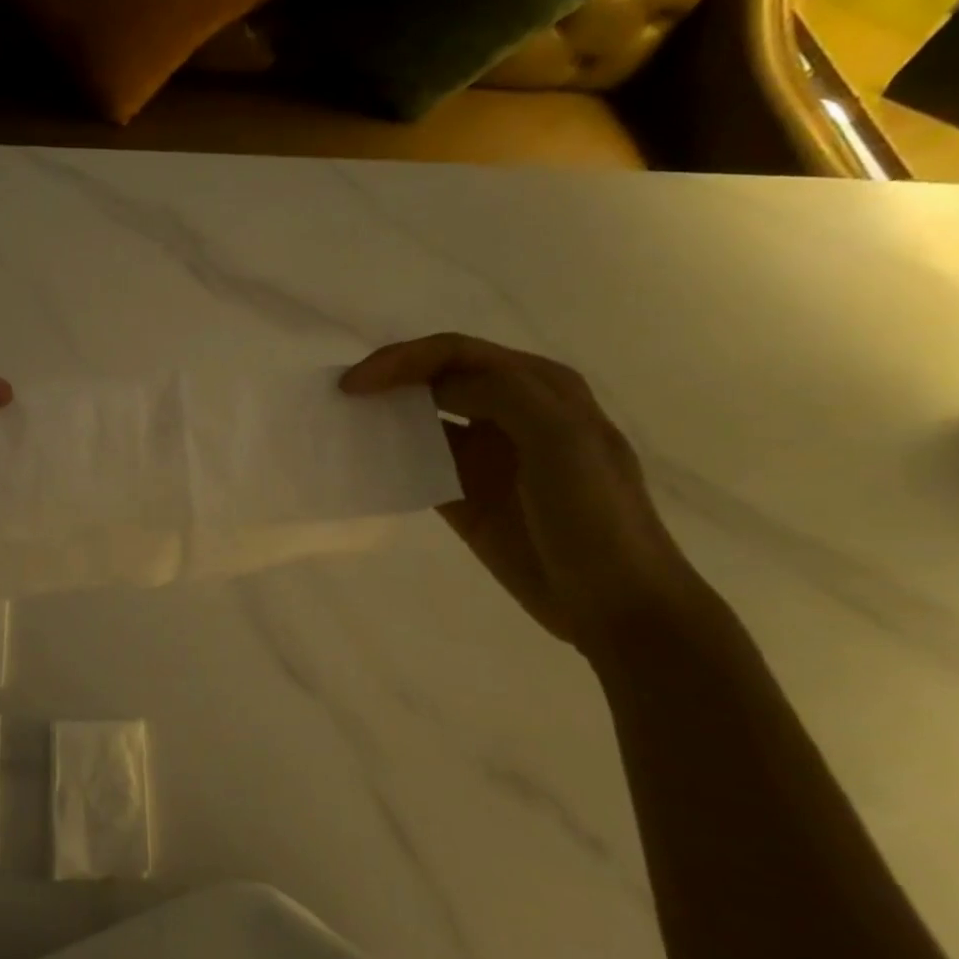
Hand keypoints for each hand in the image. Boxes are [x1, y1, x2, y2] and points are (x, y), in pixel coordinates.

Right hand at [342, 334, 704, 646]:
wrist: (616, 605)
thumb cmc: (595, 516)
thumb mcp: (561, 439)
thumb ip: (502, 394)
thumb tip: (432, 388)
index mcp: (538, 387)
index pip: (457, 353)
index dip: (403, 360)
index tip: (355, 385)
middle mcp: (509, 411)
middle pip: (437, 378)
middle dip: (390, 380)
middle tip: (342, 398)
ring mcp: (486, 455)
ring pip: (425, 418)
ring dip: (387, 416)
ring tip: (344, 425)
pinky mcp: (466, 495)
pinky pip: (420, 464)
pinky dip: (391, 459)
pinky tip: (364, 464)